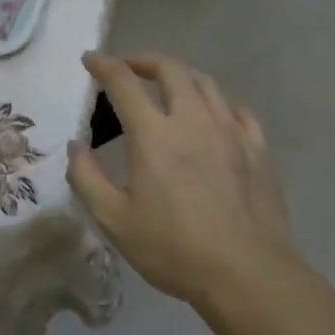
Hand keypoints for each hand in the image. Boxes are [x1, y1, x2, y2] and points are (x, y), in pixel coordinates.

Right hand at [67, 52, 303, 312]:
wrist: (248, 275)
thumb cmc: (174, 248)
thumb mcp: (114, 220)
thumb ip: (86, 177)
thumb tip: (76, 146)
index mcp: (153, 134)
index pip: (123, 82)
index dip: (103, 65)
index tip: (90, 60)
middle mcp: (193, 120)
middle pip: (170, 70)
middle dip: (144, 61)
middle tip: (129, 69)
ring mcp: (231, 132)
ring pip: (206, 84)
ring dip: (181, 76)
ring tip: (169, 87)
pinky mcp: (258, 150)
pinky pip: (238, 111)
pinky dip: (218, 103)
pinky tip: (214, 116)